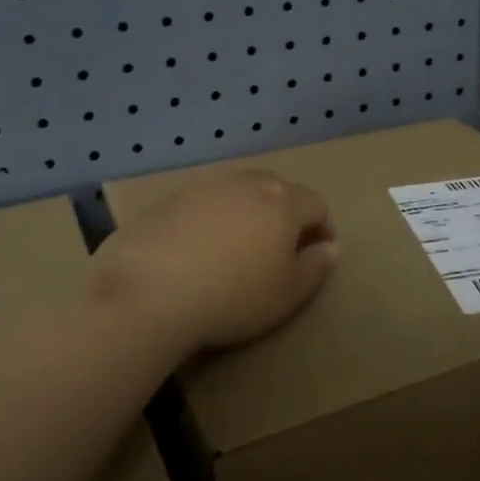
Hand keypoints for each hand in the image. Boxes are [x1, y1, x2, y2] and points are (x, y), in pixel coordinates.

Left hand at [90, 171, 339, 354]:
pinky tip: (198, 253)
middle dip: (286, 215)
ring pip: (239, 193)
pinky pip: (204, 204)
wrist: (148, 293)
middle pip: (278, 189)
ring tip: (237, 251)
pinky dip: (212, 221)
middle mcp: (246, 183)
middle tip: (279, 251)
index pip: (317, 204)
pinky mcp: (169, 200)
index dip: (323, 229)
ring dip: (248, 214)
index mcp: (282, 201)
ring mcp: (205, 187)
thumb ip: (316, 267)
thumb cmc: (232, 297)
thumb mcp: (288, 294)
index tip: (317, 257)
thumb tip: (331, 247)